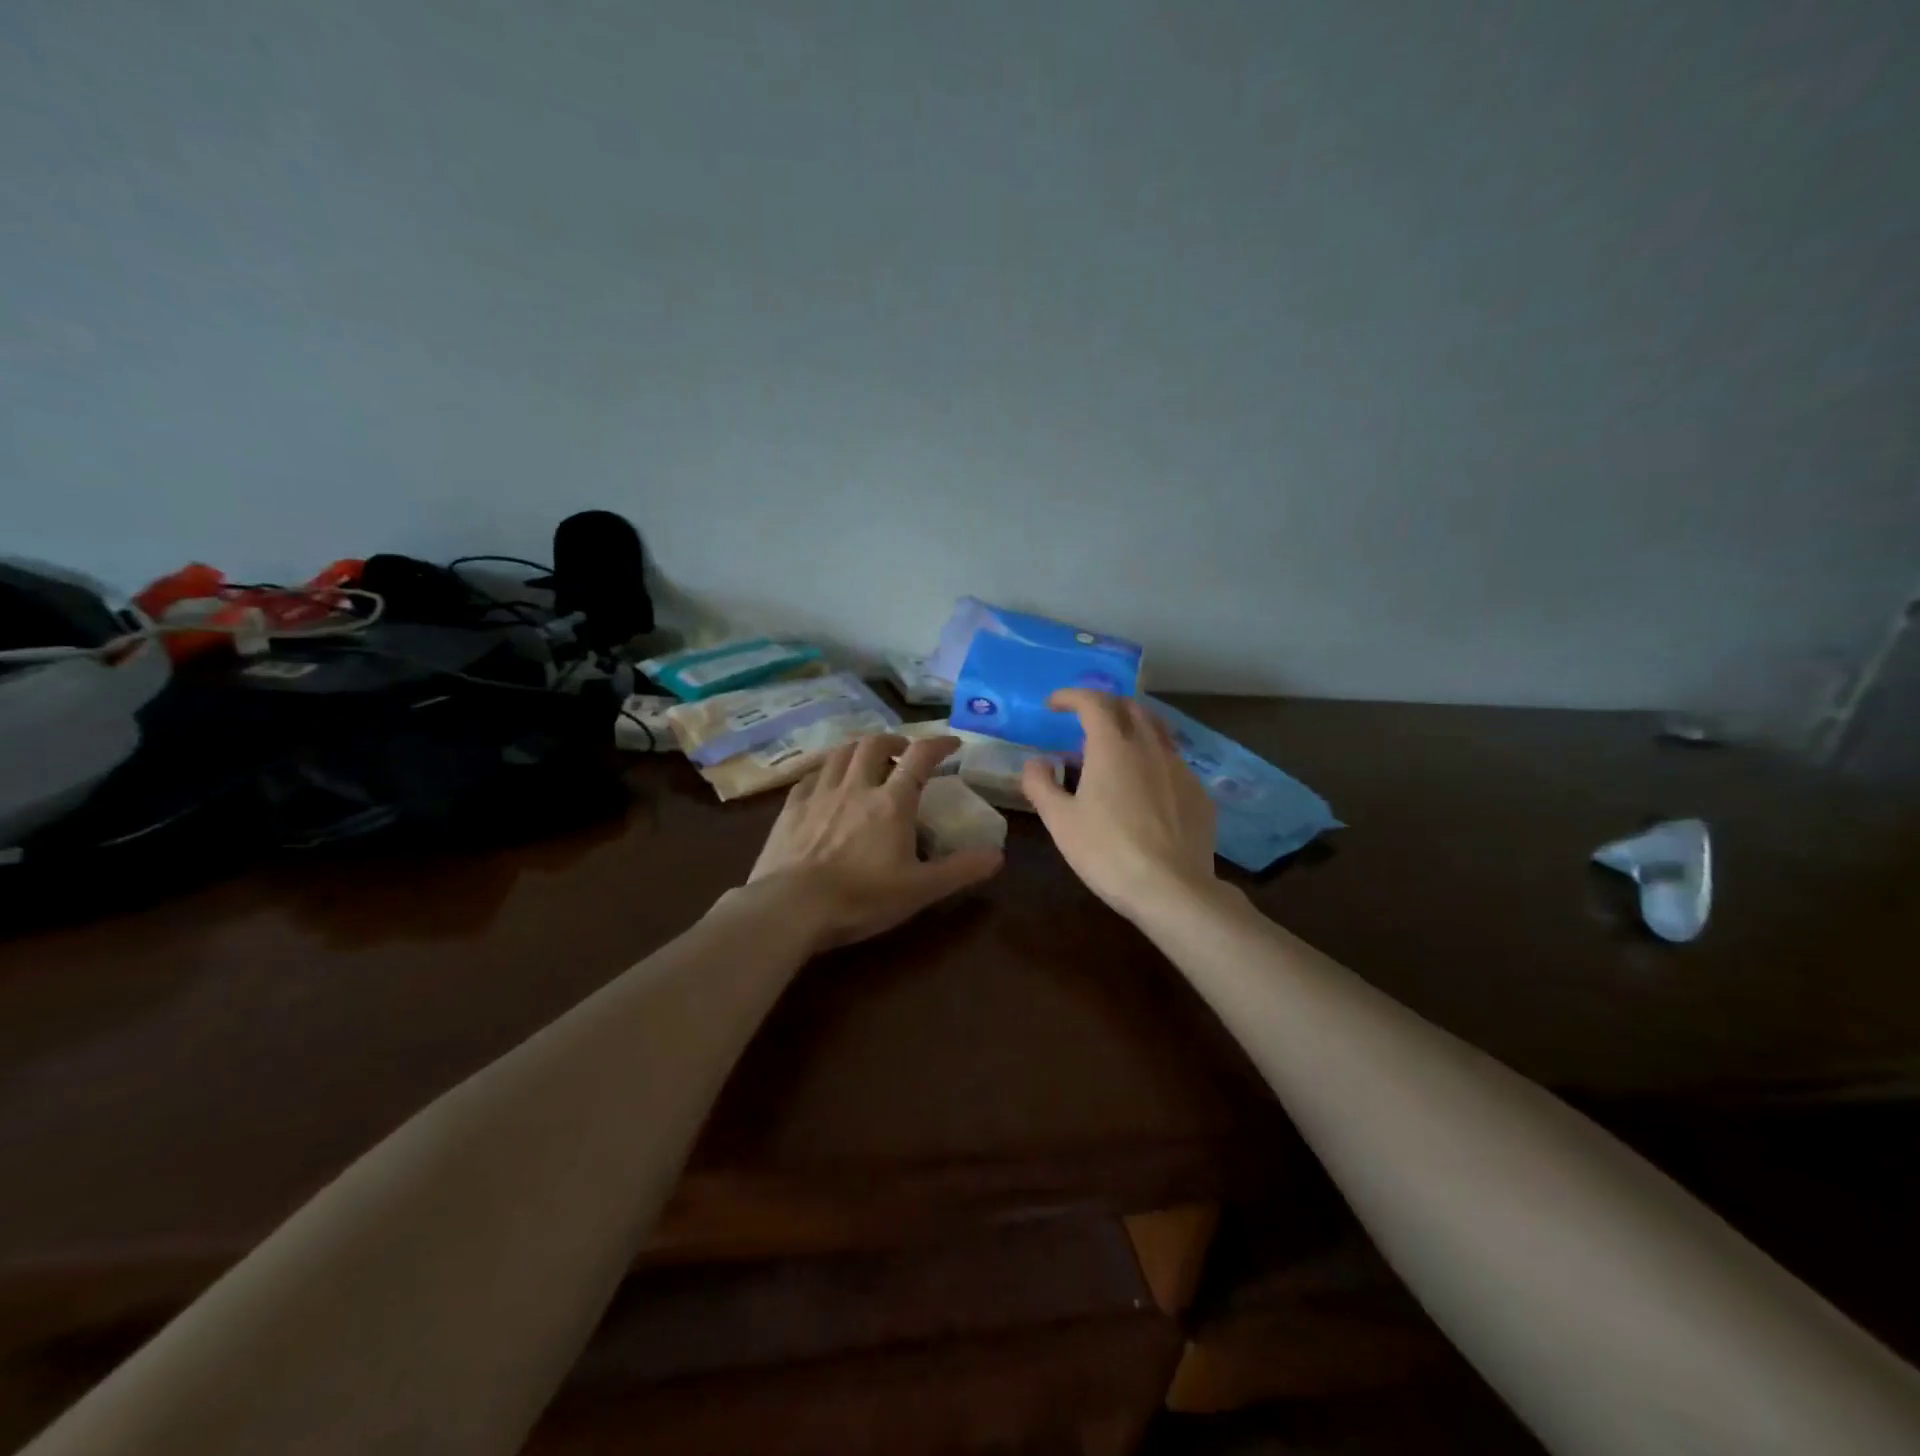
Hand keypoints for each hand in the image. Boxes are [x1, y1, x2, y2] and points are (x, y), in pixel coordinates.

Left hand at [748, 733, 1003, 950]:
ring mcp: (820, 793)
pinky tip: (825, 782)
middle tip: (902, 751)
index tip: (951, 743)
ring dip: (858, 748)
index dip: (939, 744)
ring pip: (841, 753)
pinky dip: (825, 771)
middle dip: (893, 740)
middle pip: (874, 744)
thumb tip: (997, 855)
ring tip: (866, 758)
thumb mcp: (920, 890)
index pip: (920, 757)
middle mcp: (856, 786)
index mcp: (891, 802)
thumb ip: (960, 870)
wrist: (791, 906)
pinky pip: (810, 776)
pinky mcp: (791, 808)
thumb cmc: (861, 898)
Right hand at [1023, 691, 1218, 922]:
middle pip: (1130, 707)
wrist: (1172, 890)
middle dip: (1104, 705)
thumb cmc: (1107, 852)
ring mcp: (1180, 769)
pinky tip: (1144, 786)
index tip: (1054, 705)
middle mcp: (1150, 747)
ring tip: (1116, 748)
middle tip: (1085, 720)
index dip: (1071, 696)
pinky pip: (1173, 761)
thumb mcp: (1060, 821)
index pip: (1093, 702)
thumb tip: (1036, 761)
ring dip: (1132, 727)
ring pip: (1157, 731)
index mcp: (1113, 747)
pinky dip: (1153, 758)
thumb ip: (1041, 784)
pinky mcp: (1199, 793)